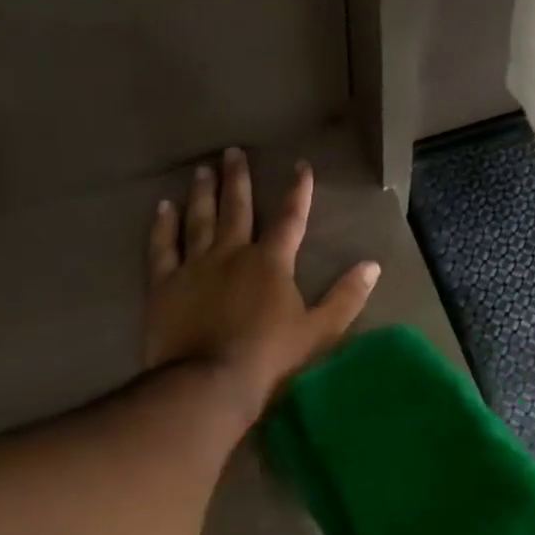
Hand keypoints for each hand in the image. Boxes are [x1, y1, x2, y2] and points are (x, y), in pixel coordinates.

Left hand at [142, 149, 378, 412]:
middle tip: (232, 151)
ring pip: (199, 220)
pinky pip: (162, 247)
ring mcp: (195, 265)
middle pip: (237, 208)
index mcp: (271, 262)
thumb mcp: (320, 330)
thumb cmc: (270, 357)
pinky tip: (162, 207)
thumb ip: (346, 296)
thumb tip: (373, 266)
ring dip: (202, 193)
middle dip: (238, 179)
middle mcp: (232, 253)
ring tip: (202, 169)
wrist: (209, 383)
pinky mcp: (165, 284)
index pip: (290, 218)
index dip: (298, 191)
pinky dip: (162, 226)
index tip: (301, 165)